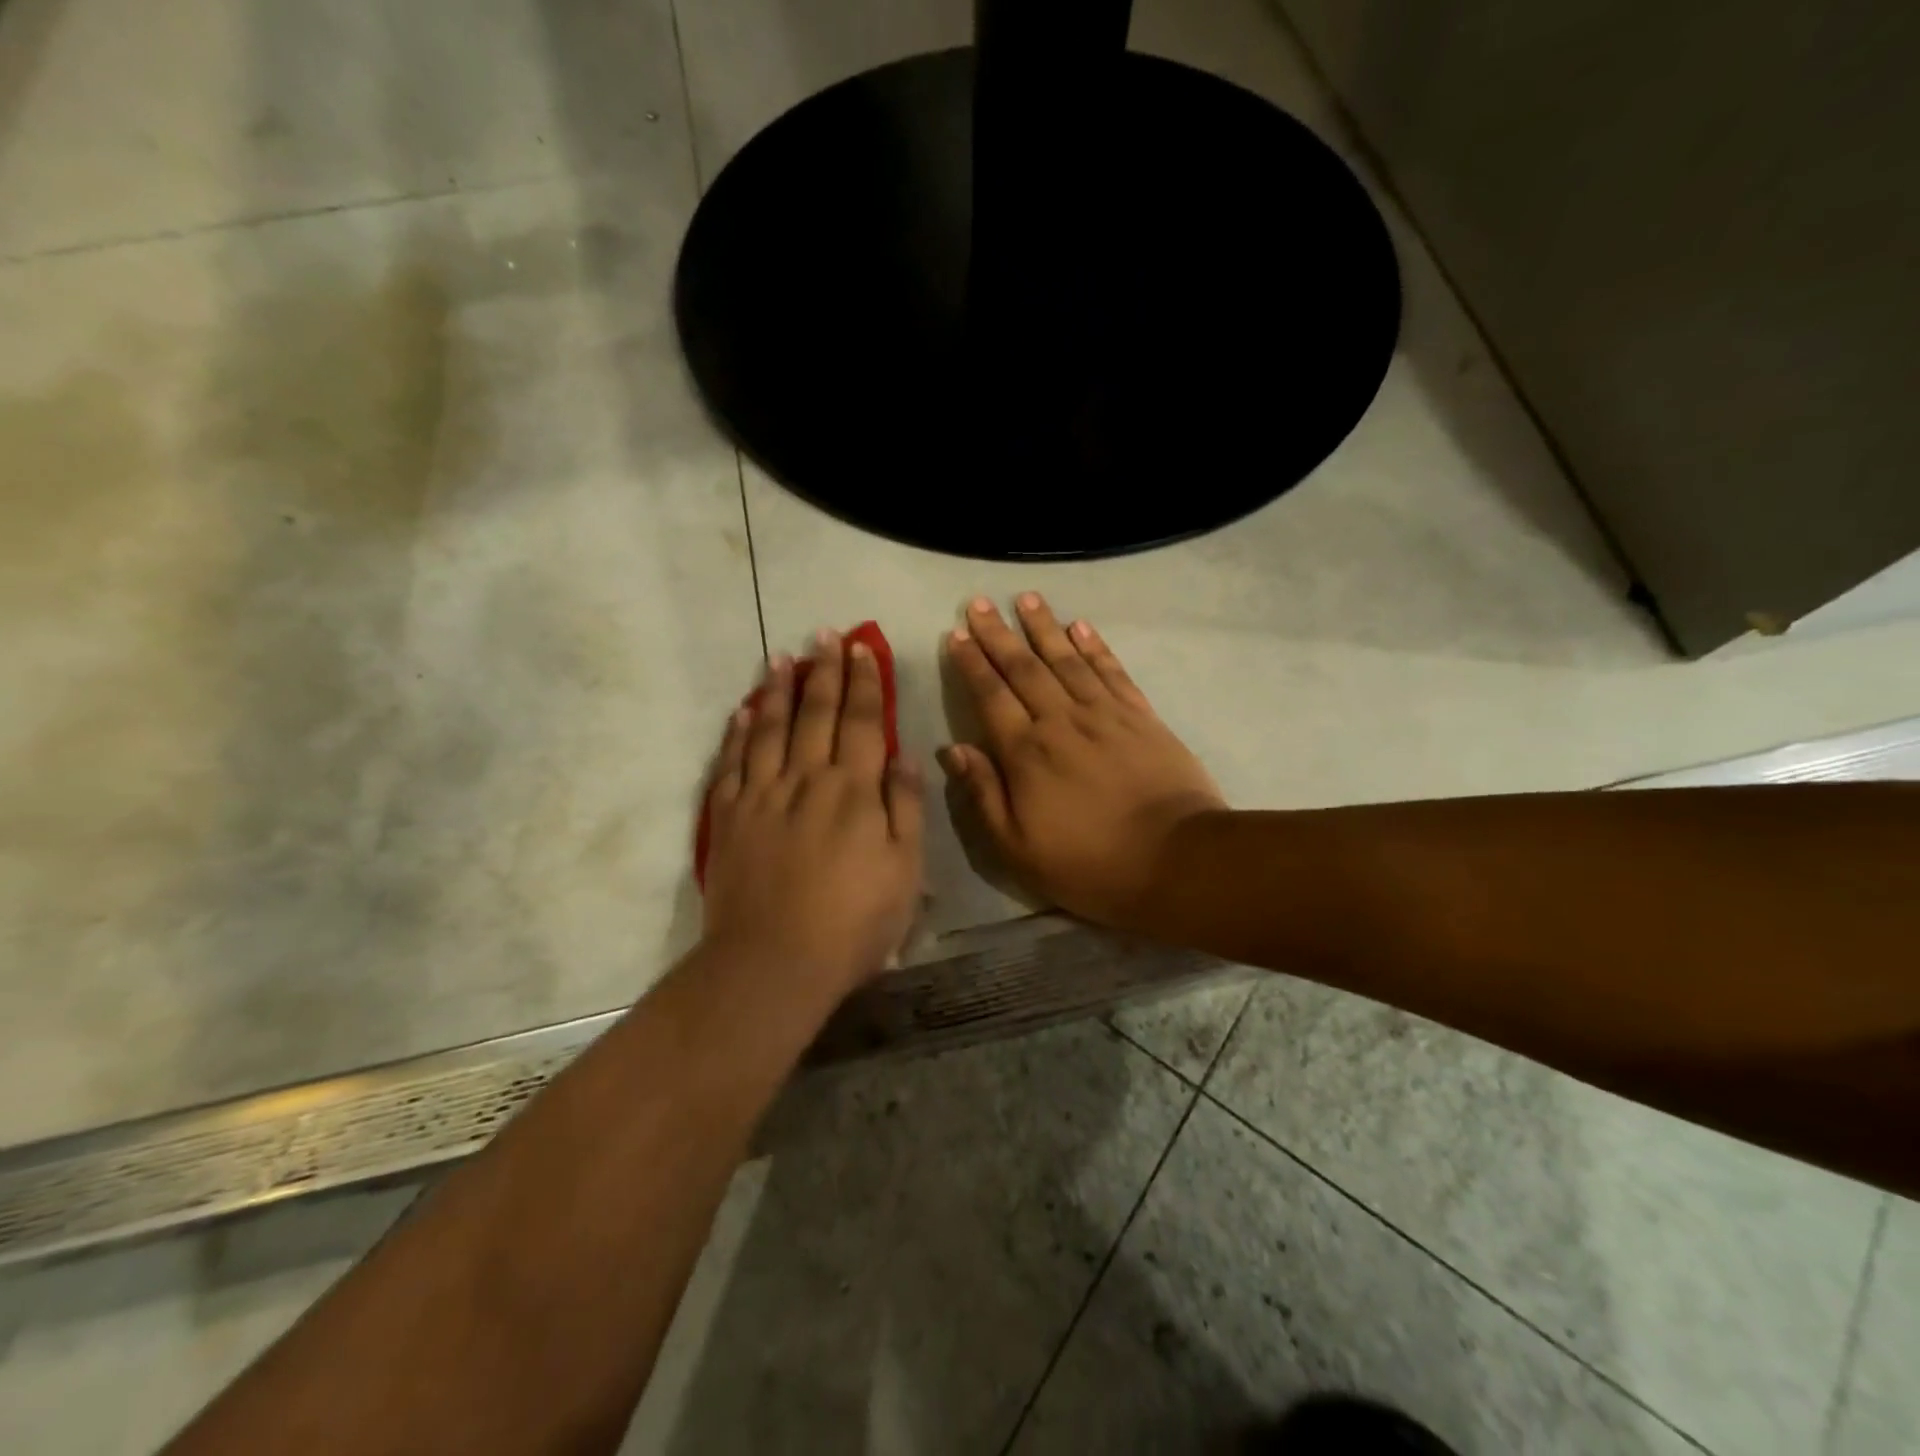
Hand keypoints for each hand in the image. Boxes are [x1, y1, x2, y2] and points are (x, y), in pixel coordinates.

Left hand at [702, 630, 924, 993]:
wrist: (774, 962)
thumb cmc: (854, 923)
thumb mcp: (905, 871)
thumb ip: (905, 808)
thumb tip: (904, 756)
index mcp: (854, 791)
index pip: (863, 722)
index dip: (864, 683)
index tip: (862, 649)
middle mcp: (807, 780)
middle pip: (816, 714)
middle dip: (823, 672)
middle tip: (824, 636)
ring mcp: (762, 796)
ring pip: (770, 728)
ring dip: (777, 690)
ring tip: (781, 658)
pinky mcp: (728, 817)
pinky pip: (732, 763)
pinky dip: (738, 733)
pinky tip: (742, 712)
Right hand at [940, 594, 1226, 929]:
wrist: (1176, 860)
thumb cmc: (1089, 863)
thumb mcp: (1018, 847)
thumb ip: (984, 795)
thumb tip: (954, 749)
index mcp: (1026, 752)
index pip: (991, 695)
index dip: (972, 663)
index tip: (956, 635)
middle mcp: (1061, 720)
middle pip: (1024, 667)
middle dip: (998, 633)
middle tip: (978, 603)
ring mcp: (1105, 713)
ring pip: (1067, 658)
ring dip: (1044, 626)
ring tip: (1026, 598)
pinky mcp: (1142, 716)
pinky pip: (1112, 671)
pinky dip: (1095, 646)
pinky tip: (1081, 626)